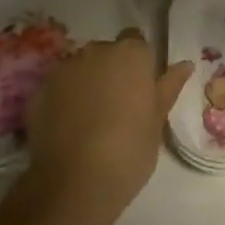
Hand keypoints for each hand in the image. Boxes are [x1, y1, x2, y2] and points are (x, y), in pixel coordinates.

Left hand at [24, 27, 191, 215]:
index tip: (139, 89)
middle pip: (106, 53)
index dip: (137, 63)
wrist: (75, 183)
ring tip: (88, 120)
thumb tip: (185, 64)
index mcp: (132, 54)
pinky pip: (56, 88)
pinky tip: (66, 129)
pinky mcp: (39, 90)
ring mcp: (65, 69)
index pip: (135, 41)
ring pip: (79, 69)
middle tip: (116, 106)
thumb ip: (168, 87)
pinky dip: (62, 101)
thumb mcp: (157, 121)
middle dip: (110, 71)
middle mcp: (97, 51)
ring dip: (85, 84)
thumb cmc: (129, 150)